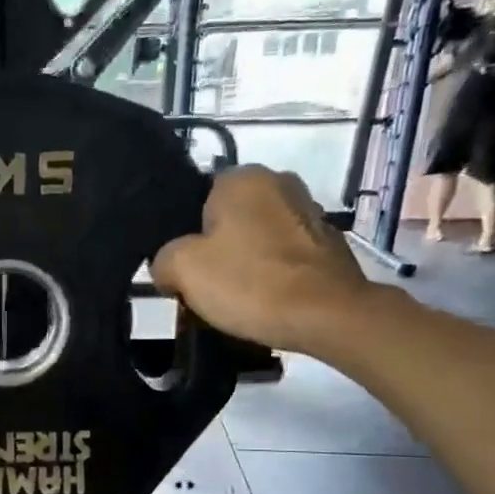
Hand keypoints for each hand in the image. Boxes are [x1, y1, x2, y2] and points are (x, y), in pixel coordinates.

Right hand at [151, 167, 372, 353]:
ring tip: (238, 298)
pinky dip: (275, 275)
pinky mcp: (331, 245)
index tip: (184, 267)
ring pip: (259, 237)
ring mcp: (311, 213)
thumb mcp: (181, 269)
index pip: (197, 198)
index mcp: (243, 177)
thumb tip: (168, 266)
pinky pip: (286, 257)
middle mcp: (281, 182)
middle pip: (230, 218)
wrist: (327, 316)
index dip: (185, 234)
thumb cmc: (249, 282)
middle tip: (205, 284)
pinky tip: (267, 302)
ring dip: (247, 261)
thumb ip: (163, 259)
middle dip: (217, 247)